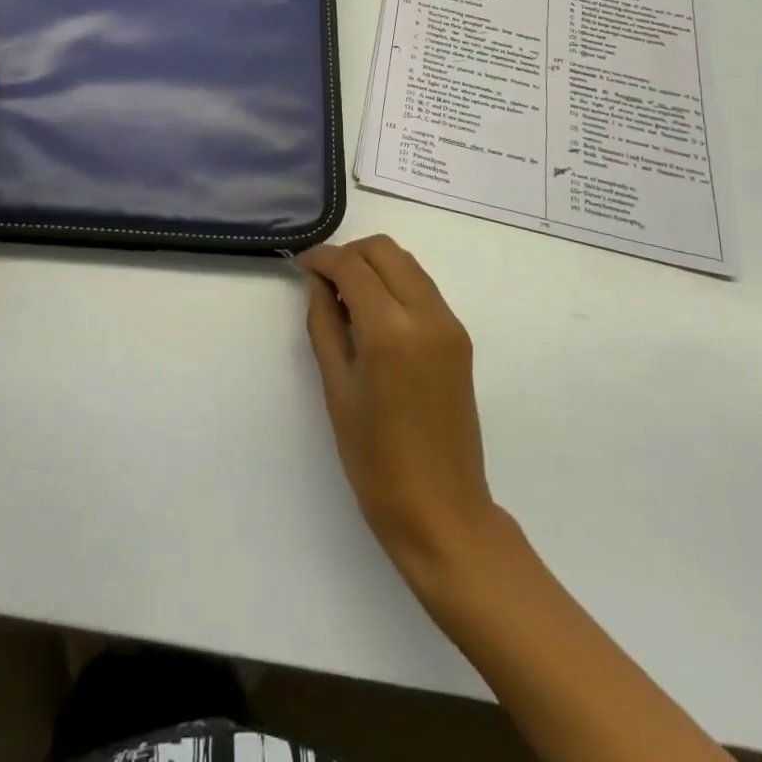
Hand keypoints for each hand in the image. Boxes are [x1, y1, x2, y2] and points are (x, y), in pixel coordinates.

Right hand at [301, 236, 502, 594]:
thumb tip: (319, 283)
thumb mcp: (337, 388)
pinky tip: (374, 314)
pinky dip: (394, 283)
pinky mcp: (460, 337)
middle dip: (350, 254)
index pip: (353, 266)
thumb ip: (325, 324)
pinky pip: (422, 287)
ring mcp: (449, 324)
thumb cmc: (376, 460)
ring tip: (346, 297)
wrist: (442, 511)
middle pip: (385, 250)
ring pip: (407, 263)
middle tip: (324, 281)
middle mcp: (426, 315)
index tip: (301, 265)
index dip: (322, 258)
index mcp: (390, 331)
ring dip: (373, 265)